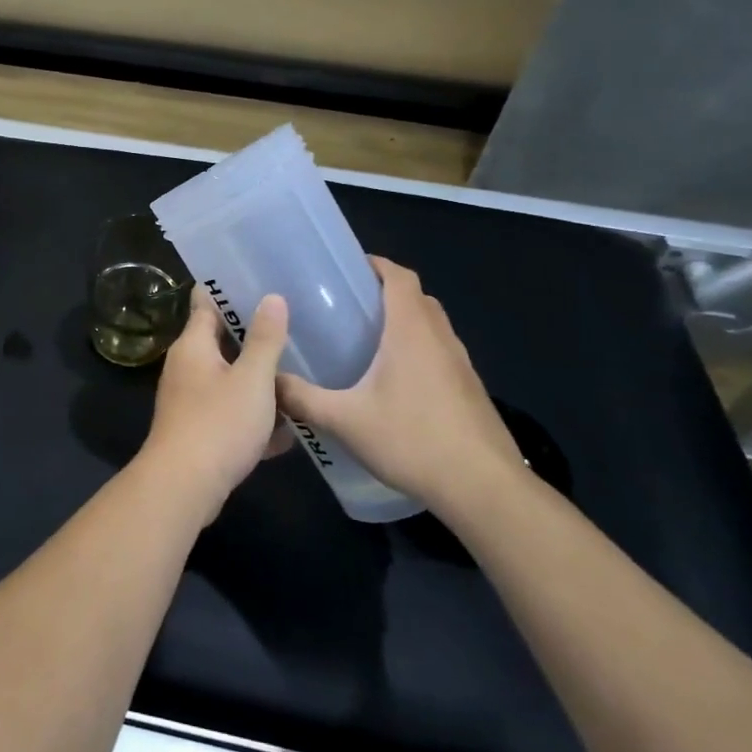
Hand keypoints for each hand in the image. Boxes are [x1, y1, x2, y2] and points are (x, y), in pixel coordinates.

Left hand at [137, 287, 290, 519]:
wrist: (184, 486)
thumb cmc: (219, 424)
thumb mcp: (252, 379)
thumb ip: (265, 339)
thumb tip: (272, 297)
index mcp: (193, 346)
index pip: (206, 303)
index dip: (229, 290)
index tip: (259, 279)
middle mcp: (186, 367)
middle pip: (221, 342)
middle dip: (253, 336)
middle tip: (293, 324)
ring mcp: (190, 400)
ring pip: (229, 380)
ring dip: (258, 380)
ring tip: (299, 373)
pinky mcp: (199, 430)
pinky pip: (231, 414)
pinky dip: (254, 418)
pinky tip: (288, 429)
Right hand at [275, 257, 523, 515]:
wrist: (483, 487)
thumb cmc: (412, 440)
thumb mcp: (344, 421)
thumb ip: (301, 398)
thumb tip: (268, 382)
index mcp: (411, 332)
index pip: (400, 277)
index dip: (376, 264)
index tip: (348, 267)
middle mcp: (440, 338)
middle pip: (417, 297)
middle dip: (386, 291)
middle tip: (348, 303)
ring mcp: (460, 365)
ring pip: (432, 325)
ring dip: (405, 320)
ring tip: (366, 339)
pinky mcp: (469, 390)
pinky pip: (440, 352)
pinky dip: (417, 349)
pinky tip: (393, 381)